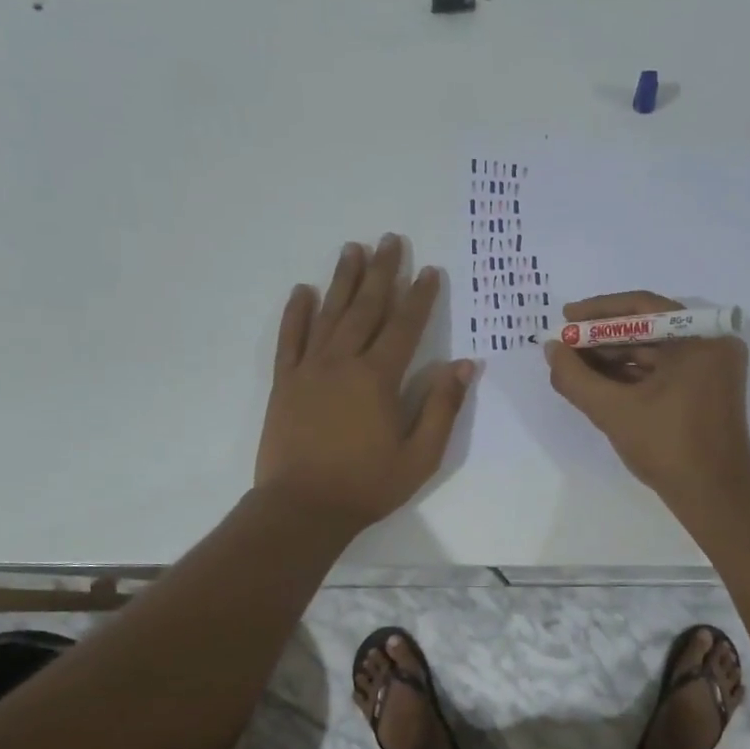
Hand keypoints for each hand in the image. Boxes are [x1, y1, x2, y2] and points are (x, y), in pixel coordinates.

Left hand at [255, 235, 475, 531]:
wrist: (302, 508)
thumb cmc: (367, 485)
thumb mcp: (420, 455)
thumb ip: (442, 407)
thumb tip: (465, 364)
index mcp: (378, 378)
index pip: (404, 326)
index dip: (420, 296)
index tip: (430, 270)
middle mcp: (343, 362)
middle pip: (366, 307)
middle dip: (382, 272)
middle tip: (390, 240)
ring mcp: (309, 369)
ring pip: (329, 314)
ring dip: (343, 280)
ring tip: (353, 249)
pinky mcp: (284, 383)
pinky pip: (290, 338)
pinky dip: (296, 313)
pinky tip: (302, 291)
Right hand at [543, 290, 749, 508]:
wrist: (714, 496)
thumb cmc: (668, 447)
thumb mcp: (613, 410)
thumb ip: (575, 377)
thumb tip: (551, 349)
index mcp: (700, 338)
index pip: (642, 307)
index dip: (598, 312)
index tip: (565, 318)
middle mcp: (711, 344)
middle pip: (647, 328)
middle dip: (602, 338)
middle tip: (565, 345)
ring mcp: (710, 369)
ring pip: (652, 351)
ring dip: (613, 358)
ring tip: (573, 366)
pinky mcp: (705, 390)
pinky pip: (662, 371)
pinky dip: (631, 375)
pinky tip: (597, 382)